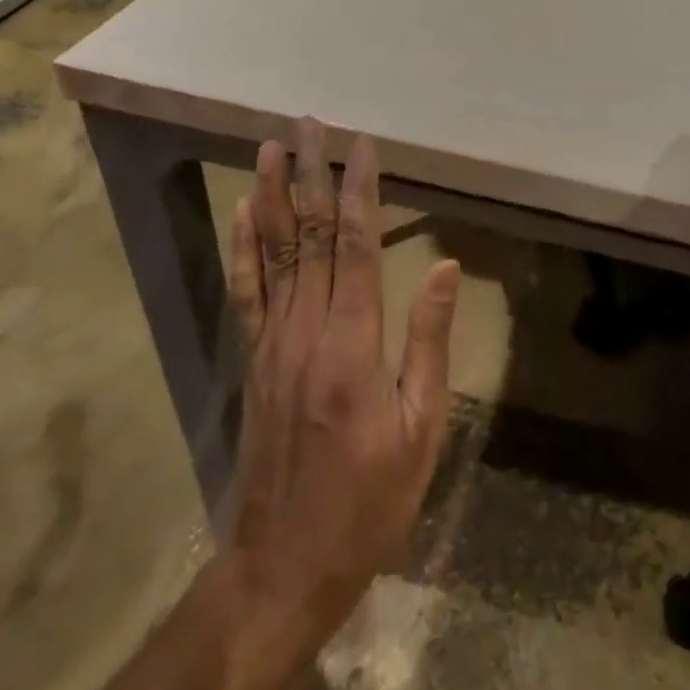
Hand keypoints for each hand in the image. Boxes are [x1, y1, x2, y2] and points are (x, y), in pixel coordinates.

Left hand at [216, 118, 461, 651]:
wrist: (284, 565)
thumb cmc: (369, 501)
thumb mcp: (421, 429)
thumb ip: (430, 342)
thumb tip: (445, 266)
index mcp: (353, 344)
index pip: (358, 246)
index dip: (360, 190)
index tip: (361, 145)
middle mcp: (306, 330)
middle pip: (311, 236)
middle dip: (312, 174)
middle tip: (309, 124)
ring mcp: (273, 342)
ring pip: (274, 252)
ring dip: (273, 194)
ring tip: (270, 147)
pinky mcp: (255, 359)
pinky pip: (247, 290)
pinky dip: (244, 246)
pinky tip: (245, 212)